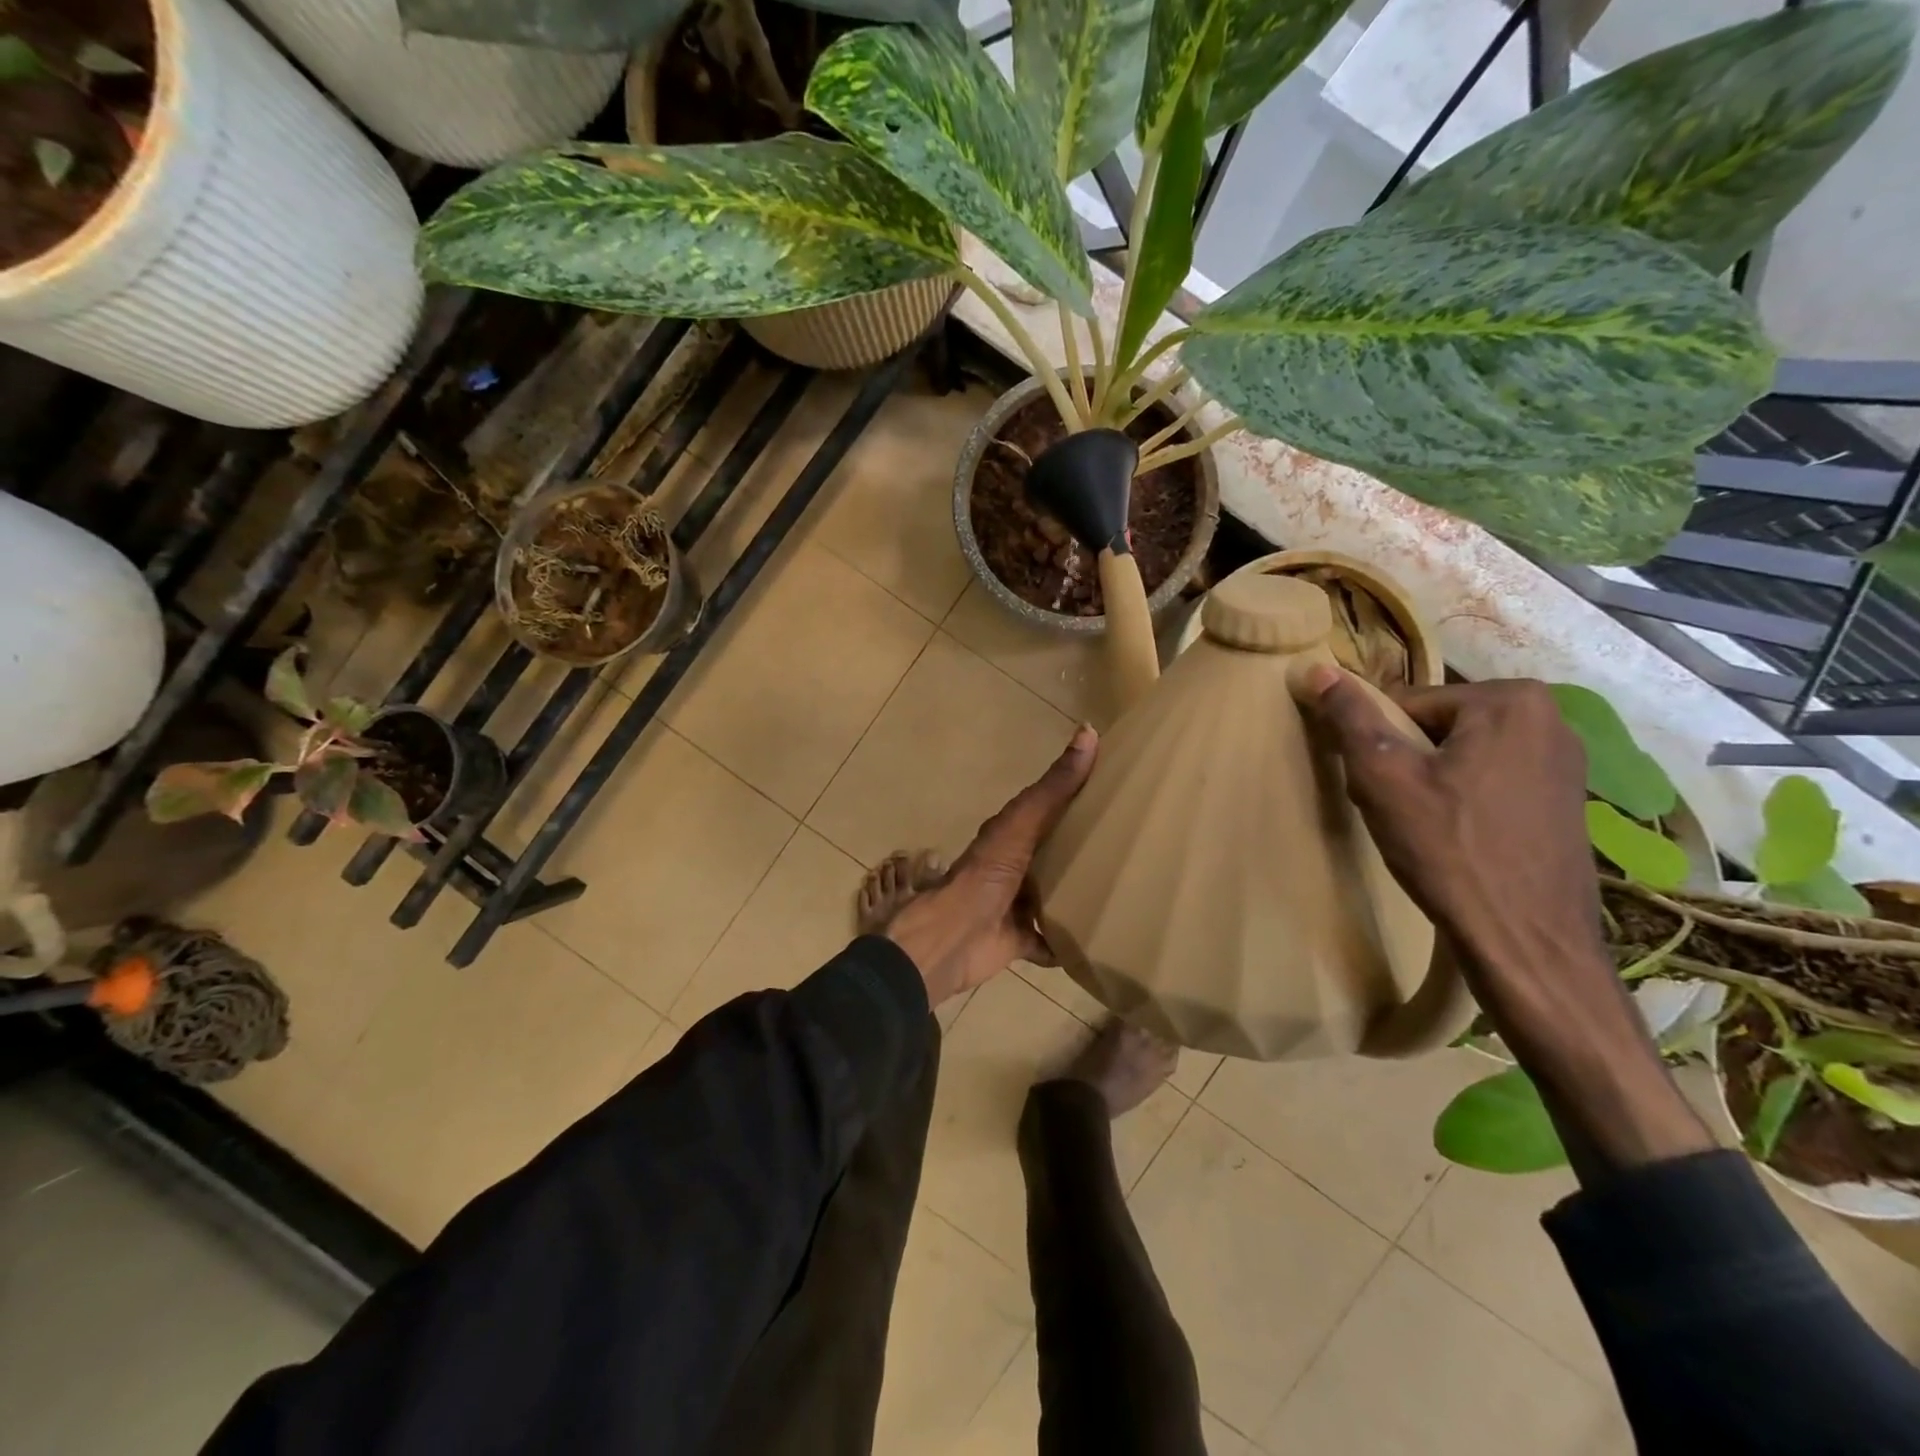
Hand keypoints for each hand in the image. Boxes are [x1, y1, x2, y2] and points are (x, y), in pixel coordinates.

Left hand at [885, 726, 1098, 1005]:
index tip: (1119, 790)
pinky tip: (1101, 942)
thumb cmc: (986, 874)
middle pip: (1054, 854)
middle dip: (1084, 850)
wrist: (954, 937)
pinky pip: (1051, 942)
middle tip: (1133, 846)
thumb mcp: (1022, 824)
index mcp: (1012, 835)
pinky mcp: (1020, 940)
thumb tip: (1088, 731)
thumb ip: (1054, 787)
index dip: (1077, 797)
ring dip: (1079, 896)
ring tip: (1124, 892)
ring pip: (1054, 897)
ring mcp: (1016, 905)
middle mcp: (1014, 867)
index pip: (1049, 809)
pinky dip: (1068, 944)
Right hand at [1298, 670, 1604, 994]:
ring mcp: (1567, 761)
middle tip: (1400, 811)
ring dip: (1433, 783)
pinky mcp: (1568, 800)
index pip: (1407, 706)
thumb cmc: (1448, 849)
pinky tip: (1458, 840)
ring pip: (1463, 755)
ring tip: (1426, 830)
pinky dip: (1465, 801)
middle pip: (1437, 728)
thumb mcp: (1383, 777)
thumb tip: (1315, 669)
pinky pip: (1493, 780)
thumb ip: (1350, 717)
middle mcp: (1551, 717)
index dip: (1380, 748)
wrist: (1526, 942)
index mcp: (1510, 700)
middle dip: (1408, 763)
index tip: (1380, 789)